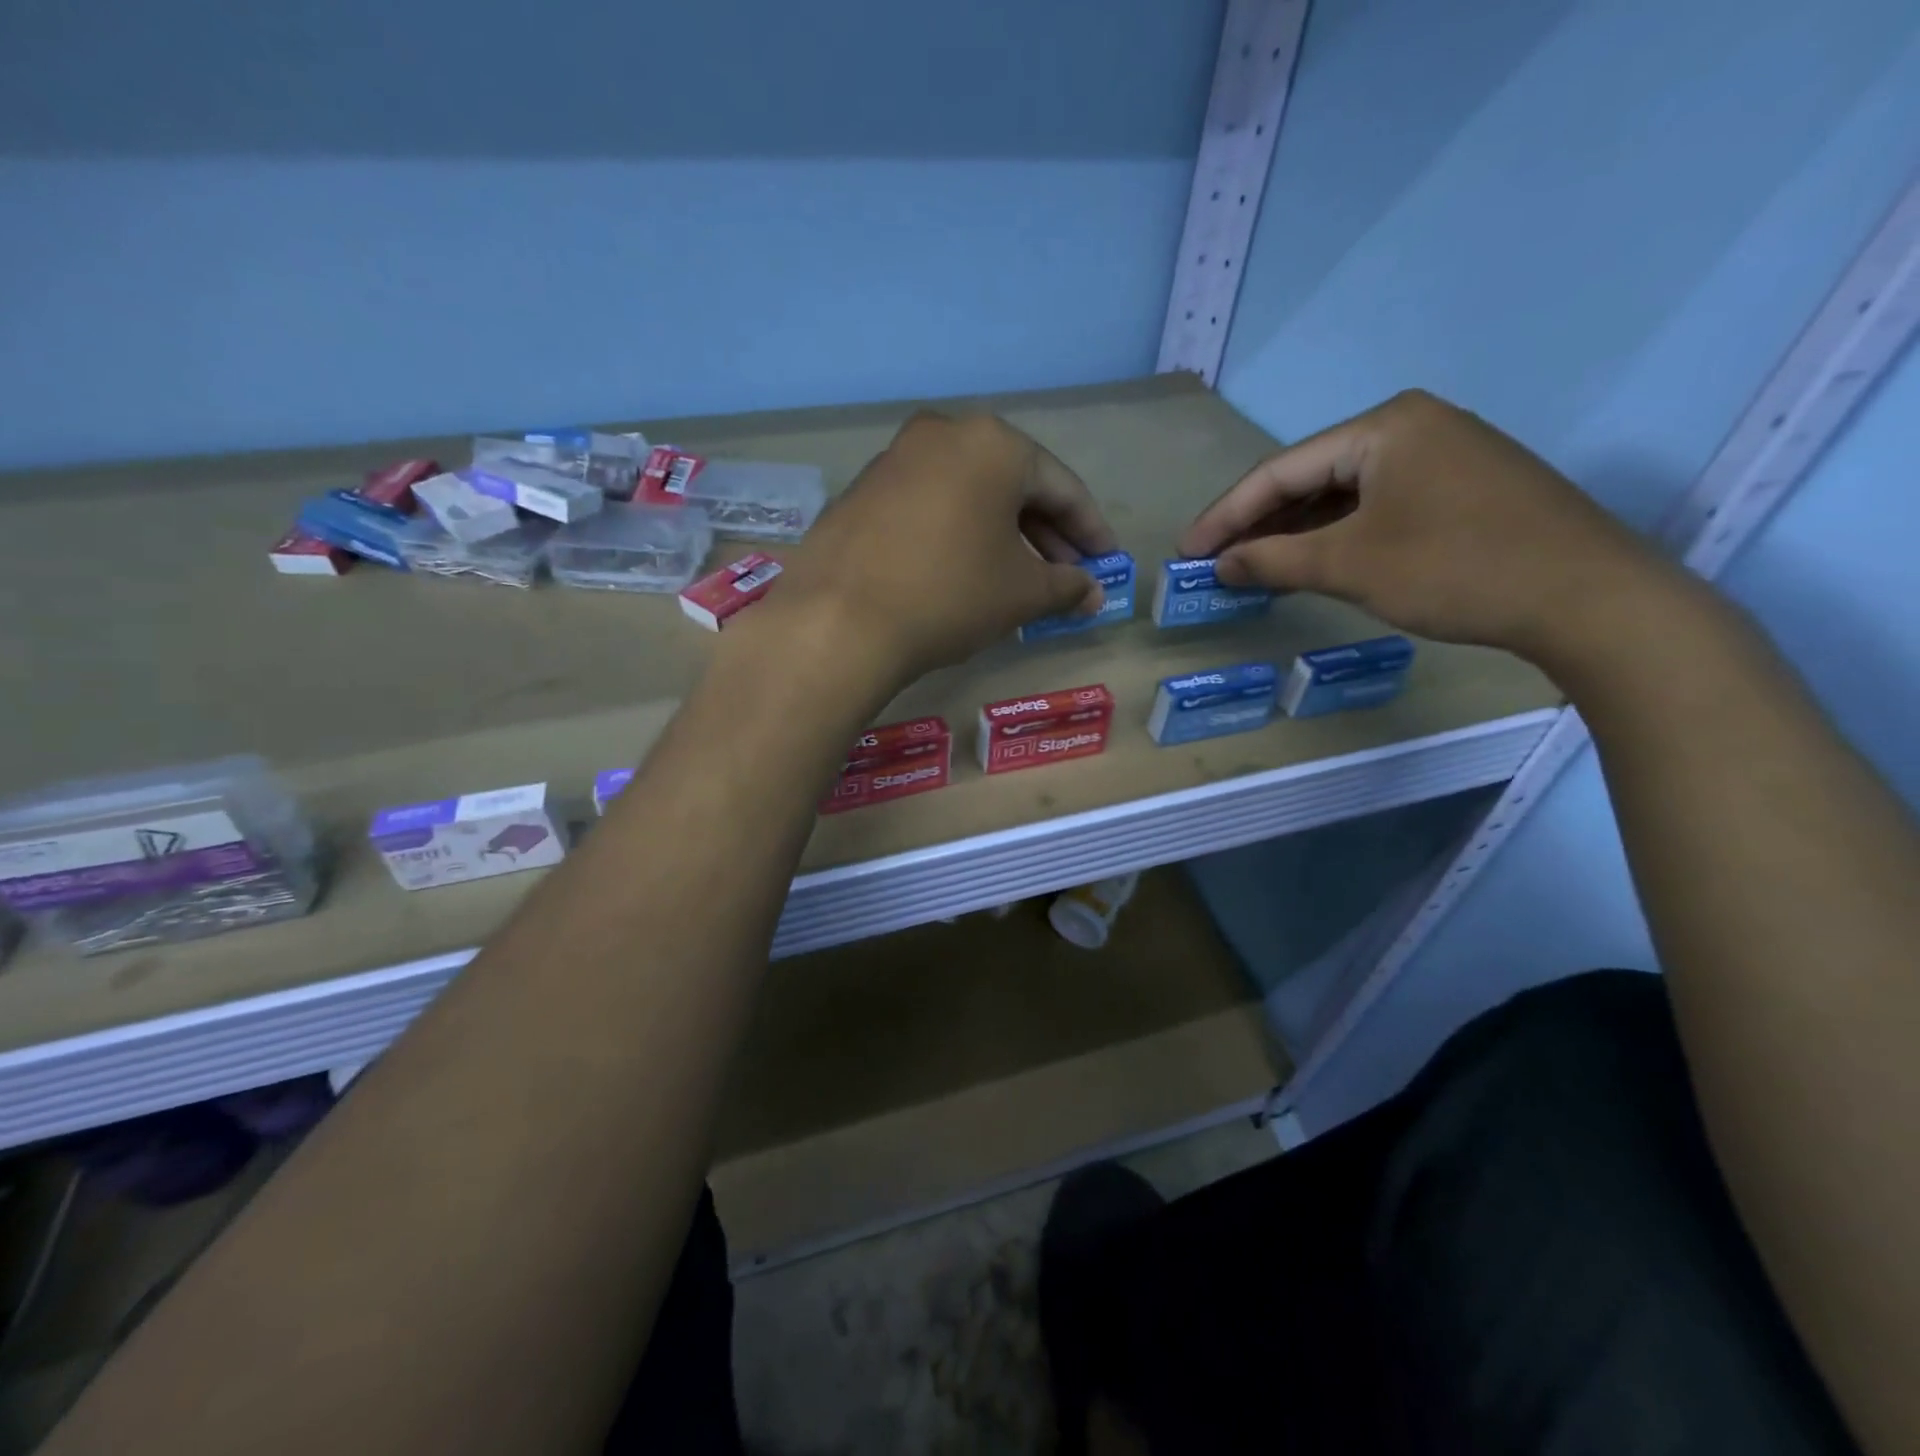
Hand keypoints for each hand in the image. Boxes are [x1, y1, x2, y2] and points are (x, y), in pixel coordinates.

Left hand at [767, 411, 1117, 680]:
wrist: (839, 620)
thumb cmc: (950, 595)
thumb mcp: (1022, 593)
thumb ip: (1067, 586)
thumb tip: (1092, 593)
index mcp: (993, 443)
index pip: (1061, 487)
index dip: (1090, 530)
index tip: (1106, 563)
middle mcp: (943, 434)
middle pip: (1012, 485)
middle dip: (1045, 534)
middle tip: (1066, 576)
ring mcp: (895, 459)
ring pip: (968, 495)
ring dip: (1001, 535)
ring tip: (1019, 579)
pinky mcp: (862, 491)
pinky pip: (929, 506)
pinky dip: (957, 533)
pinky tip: (965, 571)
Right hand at [1179, 389, 1665, 659]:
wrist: (1588, 599)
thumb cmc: (1455, 569)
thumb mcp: (1350, 566)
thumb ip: (1273, 560)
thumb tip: (1218, 565)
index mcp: (1383, 427)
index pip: (1280, 470)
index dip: (1225, 515)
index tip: (1186, 552)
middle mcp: (1412, 426)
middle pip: (1311, 478)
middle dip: (1259, 524)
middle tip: (1214, 563)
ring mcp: (1444, 455)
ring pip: (1344, 495)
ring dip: (1296, 533)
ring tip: (1251, 567)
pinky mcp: (1463, 488)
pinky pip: (1378, 507)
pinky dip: (1338, 536)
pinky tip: (1311, 562)